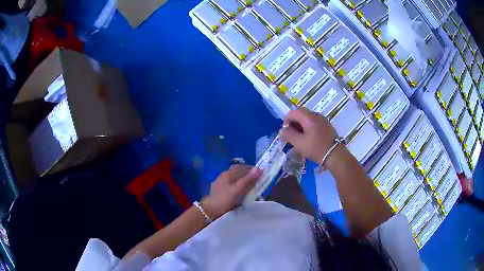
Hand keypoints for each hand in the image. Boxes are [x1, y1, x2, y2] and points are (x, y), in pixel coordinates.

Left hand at [201, 164, 261, 219]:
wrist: (209, 210)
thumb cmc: (224, 199)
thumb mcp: (237, 190)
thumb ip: (248, 180)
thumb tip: (259, 168)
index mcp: (228, 173)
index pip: (243, 167)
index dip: (253, 170)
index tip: (261, 176)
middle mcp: (224, 175)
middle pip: (239, 172)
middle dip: (248, 176)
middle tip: (257, 182)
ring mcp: (221, 182)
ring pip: (235, 179)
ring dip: (243, 181)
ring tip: (251, 188)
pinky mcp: (219, 189)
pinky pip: (232, 185)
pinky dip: (238, 187)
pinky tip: (240, 193)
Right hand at [279, 108, 337, 163]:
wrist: (335, 155)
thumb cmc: (316, 148)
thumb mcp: (299, 143)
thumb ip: (288, 135)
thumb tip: (282, 130)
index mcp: (308, 117)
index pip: (292, 112)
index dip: (286, 121)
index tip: (286, 132)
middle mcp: (316, 115)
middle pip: (300, 113)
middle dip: (294, 122)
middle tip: (292, 135)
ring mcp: (323, 120)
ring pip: (308, 118)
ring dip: (301, 125)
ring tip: (300, 138)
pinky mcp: (327, 126)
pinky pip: (314, 122)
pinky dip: (309, 127)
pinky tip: (310, 138)